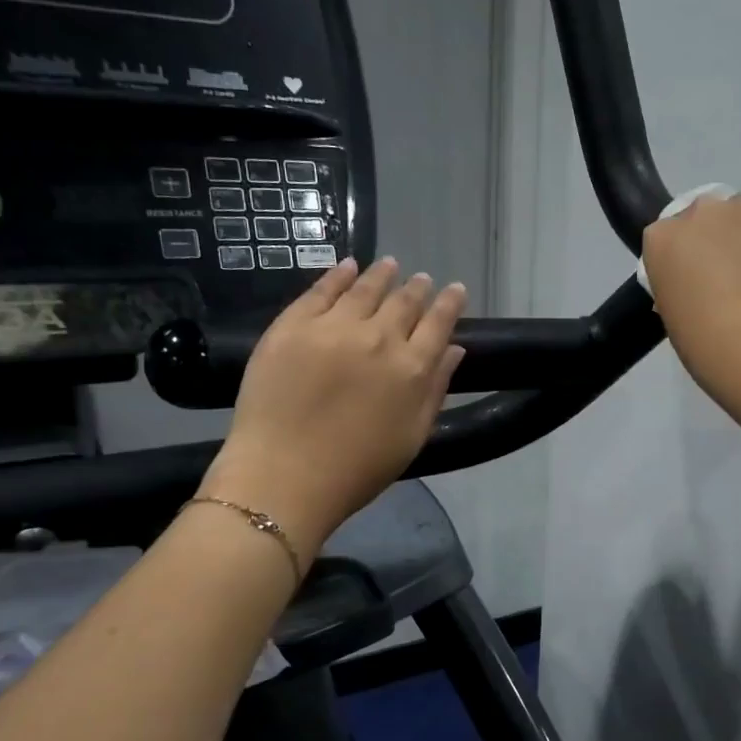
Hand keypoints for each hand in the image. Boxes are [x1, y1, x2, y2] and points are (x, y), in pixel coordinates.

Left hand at [201, 257, 466, 556]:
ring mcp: (333, 328)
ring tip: (390, 265)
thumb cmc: (358, 469)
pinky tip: (347, 266)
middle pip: (404, 302)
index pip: (439, 323)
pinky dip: (338, 275)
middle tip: (421, 279)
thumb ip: (435, 390)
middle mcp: (378, 338)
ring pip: (365, 289)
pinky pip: (320, 291)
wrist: (285, 476)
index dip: (450, 304)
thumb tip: (453, 350)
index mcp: (412, 369)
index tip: (456, 290)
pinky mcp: (293, 326)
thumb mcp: (412, 437)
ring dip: (382, 274)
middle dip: (417, 288)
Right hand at [641, 194, 740, 400]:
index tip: (697, 283)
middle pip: (706, 217)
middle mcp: (700, 210)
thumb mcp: (675, 318)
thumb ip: (682, 287)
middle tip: (732, 277)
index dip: (684, 261)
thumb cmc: (708, 347)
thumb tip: (699, 286)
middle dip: (716, 239)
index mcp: (661, 239)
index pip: (667, 239)